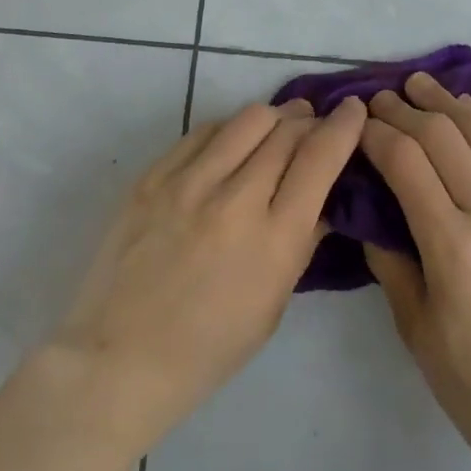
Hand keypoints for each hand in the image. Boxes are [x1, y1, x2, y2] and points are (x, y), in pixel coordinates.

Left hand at [47, 95, 365, 449]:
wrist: (116, 360)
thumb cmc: (206, 349)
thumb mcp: (272, 306)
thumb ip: (302, 242)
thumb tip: (324, 195)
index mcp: (273, 240)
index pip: (319, 158)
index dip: (343, 126)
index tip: (354, 110)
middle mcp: (235, 200)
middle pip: (286, 130)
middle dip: (310, 120)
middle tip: (314, 126)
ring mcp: (189, 182)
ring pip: (248, 118)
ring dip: (273, 117)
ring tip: (277, 126)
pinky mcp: (154, 175)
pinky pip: (204, 130)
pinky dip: (229, 129)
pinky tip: (232, 143)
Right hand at [359, 74, 470, 470]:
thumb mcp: (415, 329)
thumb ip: (388, 258)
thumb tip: (368, 207)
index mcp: (454, 246)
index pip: (405, 160)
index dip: (376, 132)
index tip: (357, 121)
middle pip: (442, 134)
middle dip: (404, 109)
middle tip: (381, 97)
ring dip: (447, 102)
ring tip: (422, 85)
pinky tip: (468, 114)